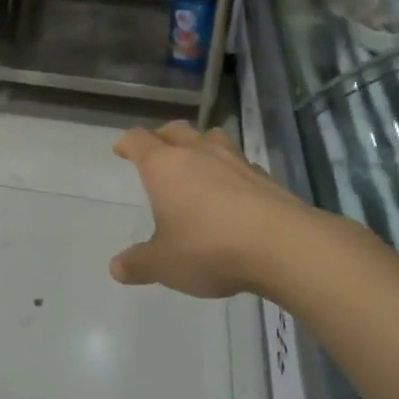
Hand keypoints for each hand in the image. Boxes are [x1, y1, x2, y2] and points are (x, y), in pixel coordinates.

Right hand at [109, 121, 318, 297]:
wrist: (283, 245)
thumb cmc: (209, 248)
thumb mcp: (165, 264)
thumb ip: (139, 263)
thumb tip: (115, 268)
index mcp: (164, 165)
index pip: (139, 140)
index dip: (127, 143)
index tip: (121, 149)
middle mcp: (197, 153)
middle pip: (175, 130)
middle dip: (162, 137)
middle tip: (156, 150)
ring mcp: (234, 160)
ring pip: (211, 138)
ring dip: (199, 145)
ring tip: (196, 161)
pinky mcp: (264, 176)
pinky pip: (239, 162)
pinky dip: (229, 170)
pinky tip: (232, 190)